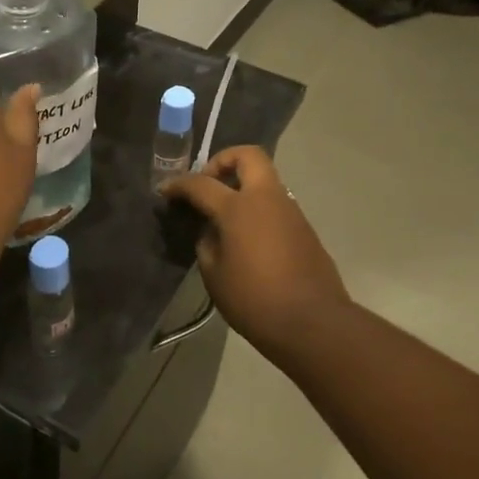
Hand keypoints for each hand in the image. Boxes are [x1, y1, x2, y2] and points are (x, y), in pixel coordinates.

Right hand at [163, 146, 351, 356]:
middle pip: (248, 156)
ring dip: (243, 187)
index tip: (165, 191)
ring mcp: (291, 211)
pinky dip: (257, 209)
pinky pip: (276, 205)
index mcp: (239, 208)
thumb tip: (212, 229)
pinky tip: (246, 239)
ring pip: (265, 180)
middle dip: (223, 161)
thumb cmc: (254, 300)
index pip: (201, 183)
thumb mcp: (214, 274)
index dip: (179, 184)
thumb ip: (207, 242)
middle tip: (208, 184)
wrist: (313, 323)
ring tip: (225, 218)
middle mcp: (267, 199)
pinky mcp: (304, 229)